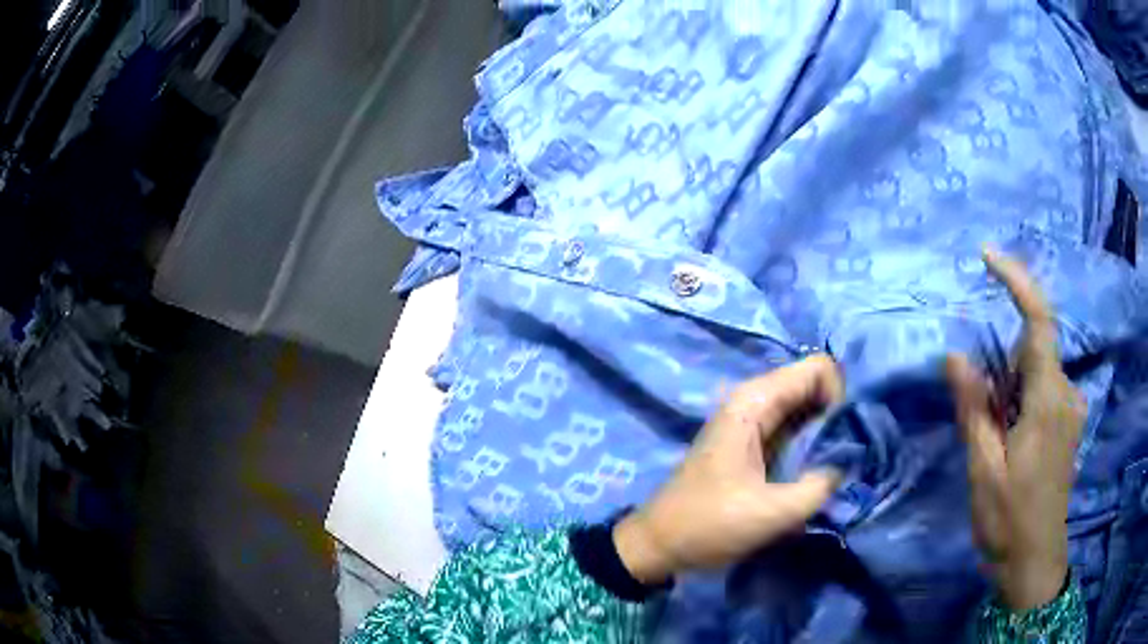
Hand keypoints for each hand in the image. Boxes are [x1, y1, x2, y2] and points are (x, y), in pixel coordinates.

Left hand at [613, 356, 843, 583]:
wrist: (660, 544)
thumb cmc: (710, 525)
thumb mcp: (773, 513)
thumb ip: (821, 486)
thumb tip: (850, 464)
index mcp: (755, 401)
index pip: (818, 368)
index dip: (841, 396)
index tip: (845, 438)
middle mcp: (755, 400)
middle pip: (814, 385)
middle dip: (838, 415)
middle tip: (848, 456)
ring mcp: (753, 421)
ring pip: (807, 408)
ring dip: (827, 433)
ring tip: (837, 467)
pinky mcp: (753, 443)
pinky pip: (795, 429)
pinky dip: (813, 444)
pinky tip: (819, 472)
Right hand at [946, 249, 1085, 610]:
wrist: (1035, 564)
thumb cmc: (1009, 522)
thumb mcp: (983, 469)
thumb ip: (974, 409)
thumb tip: (955, 354)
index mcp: (1049, 400)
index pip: (1038, 320)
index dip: (1015, 280)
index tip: (986, 256)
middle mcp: (1068, 393)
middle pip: (1033, 351)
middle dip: (1002, 370)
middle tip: (982, 424)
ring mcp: (1072, 409)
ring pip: (1037, 374)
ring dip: (1010, 392)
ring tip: (995, 446)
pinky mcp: (1069, 423)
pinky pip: (1044, 392)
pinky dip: (1021, 402)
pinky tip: (1010, 445)